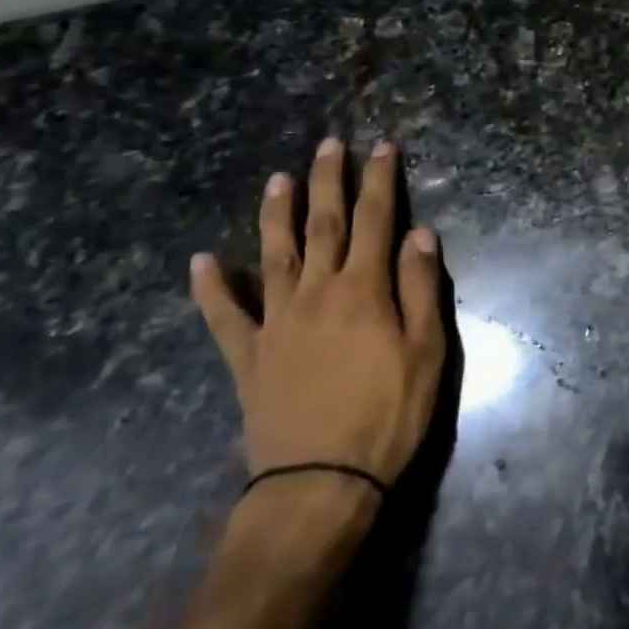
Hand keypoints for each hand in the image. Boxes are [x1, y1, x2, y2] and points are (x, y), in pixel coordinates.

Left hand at [191, 140, 445, 501]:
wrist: (320, 483)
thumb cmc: (387, 415)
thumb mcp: (427, 352)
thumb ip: (421, 288)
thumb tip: (420, 234)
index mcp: (363, 290)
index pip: (375, 220)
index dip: (380, 181)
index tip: (383, 147)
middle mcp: (317, 293)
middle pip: (323, 225)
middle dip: (328, 181)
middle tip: (329, 145)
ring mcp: (277, 323)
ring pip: (275, 256)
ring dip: (276, 215)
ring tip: (277, 180)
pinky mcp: (250, 357)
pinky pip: (225, 317)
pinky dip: (212, 289)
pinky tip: (202, 262)